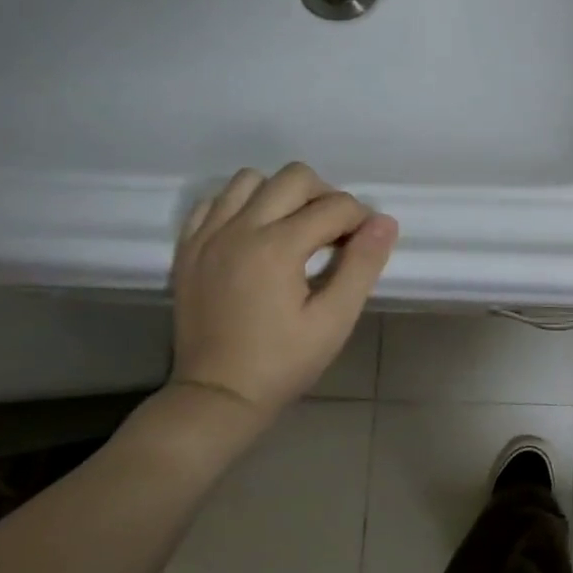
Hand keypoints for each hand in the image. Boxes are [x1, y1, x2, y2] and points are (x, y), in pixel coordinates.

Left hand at [169, 163, 396, 417]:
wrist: (218, 395)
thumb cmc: (284, 362)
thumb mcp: (335, 319)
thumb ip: (362, 265)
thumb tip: (385, 222)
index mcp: (276, 247)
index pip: (335, 206)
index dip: (362, 220)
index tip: (366, 247)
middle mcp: (238, 229)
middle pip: (294, 177)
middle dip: (326, 197)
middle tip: (335, 234)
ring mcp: (207, 236)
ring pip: (250, 180)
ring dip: (282, 195)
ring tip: (295, 230)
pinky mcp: (188, 248)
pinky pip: (215, 201)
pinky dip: (241, 205)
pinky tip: (256, 235)